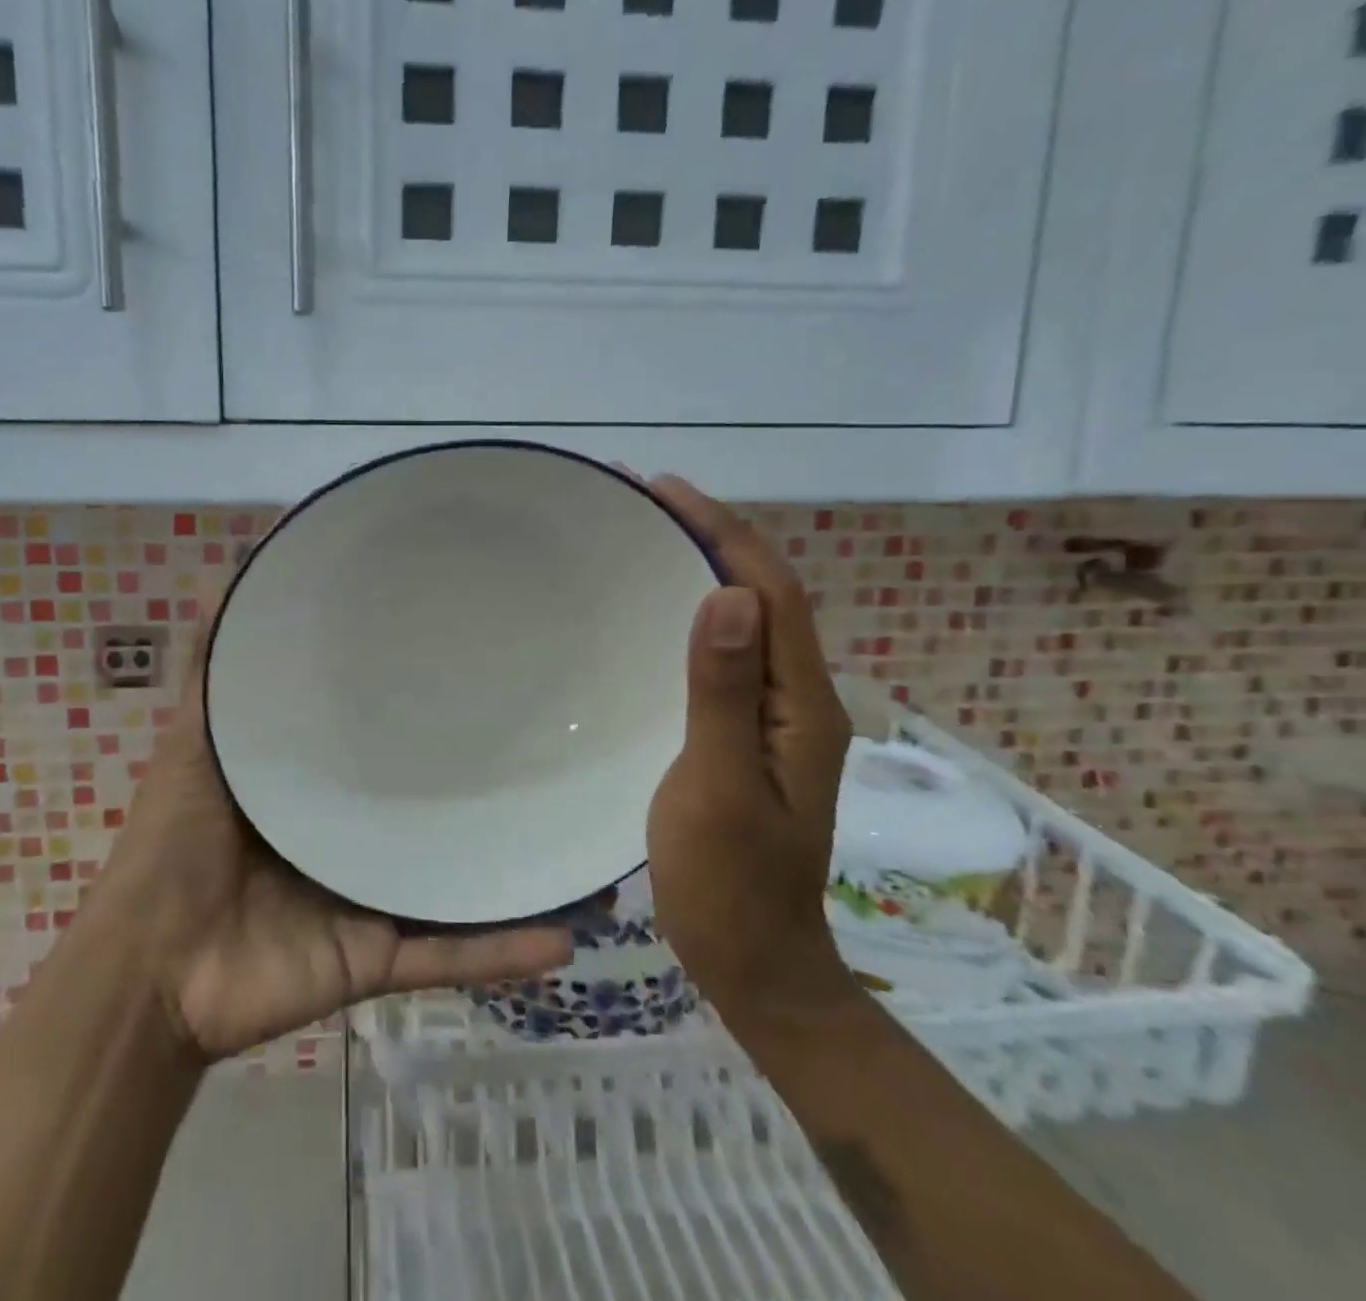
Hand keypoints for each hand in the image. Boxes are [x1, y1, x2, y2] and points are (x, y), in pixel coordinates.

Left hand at [93, 623, 573, 1062]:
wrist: (149, 972)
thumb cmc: (171, 846)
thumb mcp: (196, 744)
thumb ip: (213, 674)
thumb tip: (222, 579)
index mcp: (320, 787)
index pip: (384, 740)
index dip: (425, 704)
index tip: (478, 664)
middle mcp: (355, 837)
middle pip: (431, 808)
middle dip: (488, 787)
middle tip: (556, 749)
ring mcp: (372, 899)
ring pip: (458, 880)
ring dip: (519, 871)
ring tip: (585, 846)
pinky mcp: (379, 957)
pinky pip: (451, 955)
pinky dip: (503, 949)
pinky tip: (568, 935)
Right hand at [644, 476, 857, 1022]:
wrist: (755, 961)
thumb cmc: (729, 884)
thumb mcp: (719, 788)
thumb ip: (725, 695)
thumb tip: (730, 595)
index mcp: (802, 705)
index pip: (772, 593)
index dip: (724, 533)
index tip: (665, 490)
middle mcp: (800, 699)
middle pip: (766, 596)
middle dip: (715, 536)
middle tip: (648, 501)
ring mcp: (775, 718)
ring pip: (749, 621)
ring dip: (707, 567)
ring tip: (649, 535)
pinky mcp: (747, 733)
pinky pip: (728, 654)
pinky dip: (697, 614)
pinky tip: (657, 611)